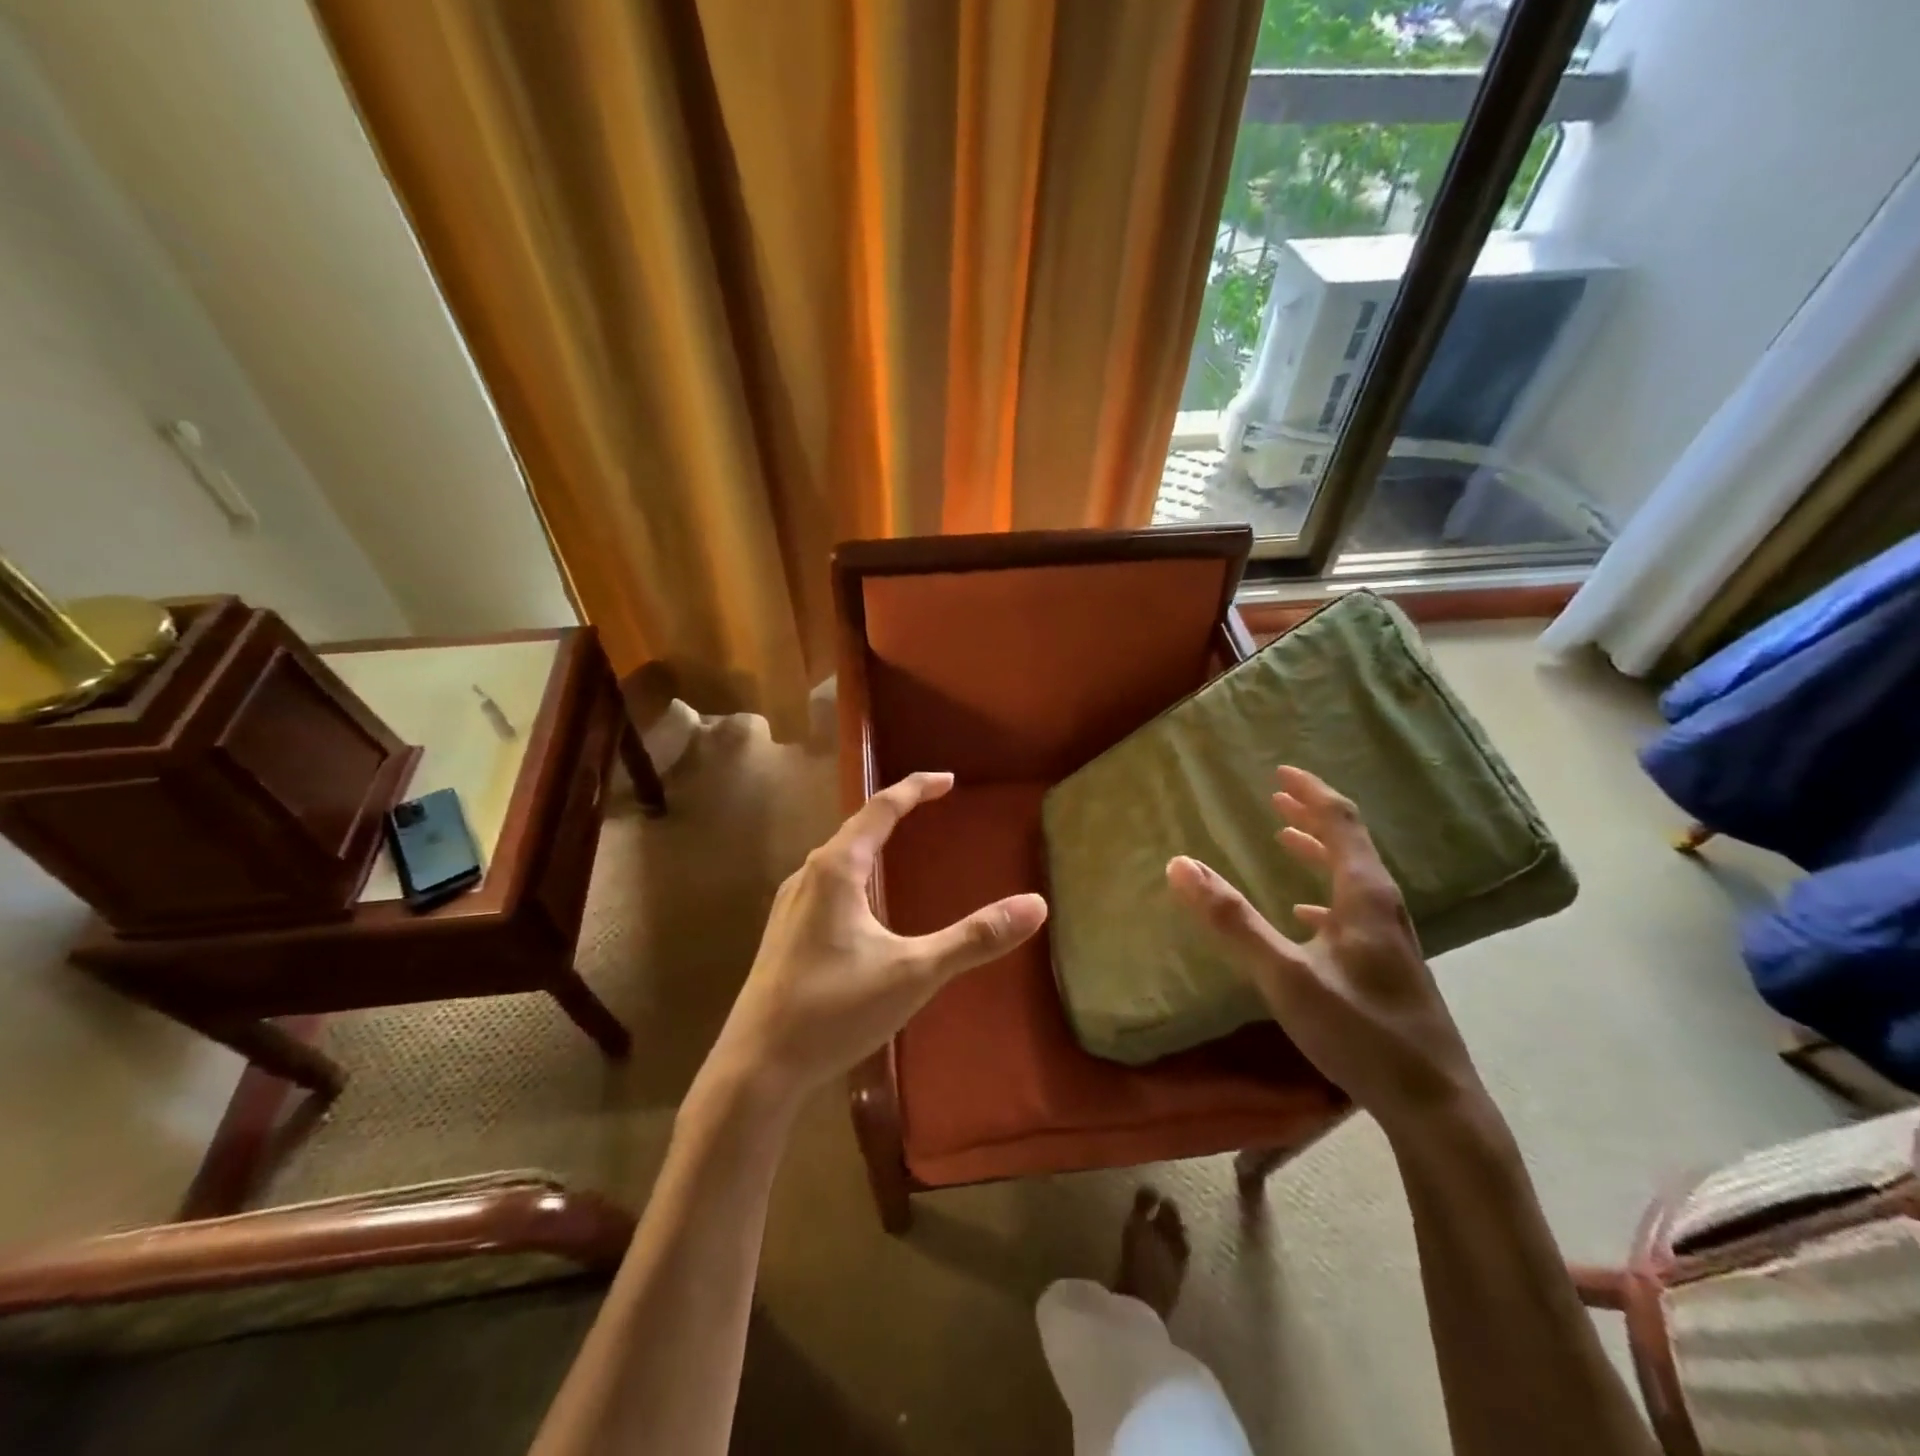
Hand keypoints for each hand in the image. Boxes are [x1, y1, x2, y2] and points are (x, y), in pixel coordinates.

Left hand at [709, 772, 1047, 1104]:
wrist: (756, 1067)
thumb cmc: (835, 1010)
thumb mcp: (914, 973)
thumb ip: (973, 938)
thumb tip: (1036, 905)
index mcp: (836, 869)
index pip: (881, 808)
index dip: (916, 788)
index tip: (948, 779)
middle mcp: (807, 875)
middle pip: (856, 828)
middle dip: (895, 812)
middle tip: (930, 807)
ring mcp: (789, 905)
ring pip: (836, 858)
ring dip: (870, 843)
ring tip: (899, 847)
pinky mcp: (783, 933)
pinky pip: (826, 884)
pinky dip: (854, 873)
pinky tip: (863, 906)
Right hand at [1165, 765, 1483, 1137]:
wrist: (1436, 1106)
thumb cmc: (1360, 1032)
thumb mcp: (1285, 975)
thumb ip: (1232, 921)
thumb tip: (1180, 865)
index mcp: (1365, 897)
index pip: (1341, 823)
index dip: (1311, 792)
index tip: (1280, 772)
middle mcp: (1383, 908)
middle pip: (1349, 845)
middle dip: (1311, 816)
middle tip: (1277, 797)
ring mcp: (1390, 939)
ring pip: (1352, 877)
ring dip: (1318, 851)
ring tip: (1286, 839)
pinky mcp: (1388, 967)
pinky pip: (1352, 910)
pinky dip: (1324, 893)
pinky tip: (1305, 913)